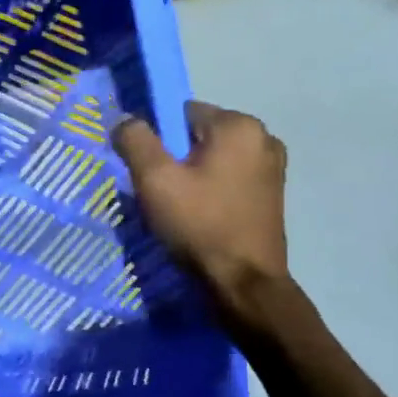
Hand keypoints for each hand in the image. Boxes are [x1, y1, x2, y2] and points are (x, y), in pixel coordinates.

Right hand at [113, 102, 290, 320]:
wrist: (243, 283)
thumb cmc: (199, 225)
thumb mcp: (155, 179)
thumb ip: (135, 140)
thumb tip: (124, 120)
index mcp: (239, 125)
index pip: (181, 113)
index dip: (158, 139)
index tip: (149, 171)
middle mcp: (264, 137)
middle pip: (198, 136)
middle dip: (176, 158)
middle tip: (161, 194)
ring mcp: (273, 167)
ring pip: (214, 159)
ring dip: (193, 176)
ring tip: (179, 209)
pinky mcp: (273, 194)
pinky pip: (229, 179)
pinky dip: (211, 191)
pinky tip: (201, 217)